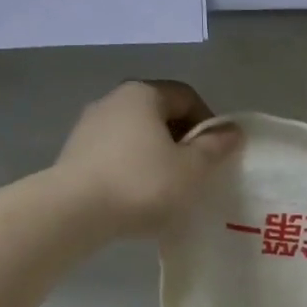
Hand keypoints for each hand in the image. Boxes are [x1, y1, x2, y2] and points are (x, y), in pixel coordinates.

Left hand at [52, 80, 241, 236]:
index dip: (209, 122)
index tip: (217, 153)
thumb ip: (214, 147)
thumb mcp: (191, 169)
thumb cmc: (142, 183)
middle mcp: (113, 100)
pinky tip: (139, 196)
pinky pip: (116, 155)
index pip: (187, 96)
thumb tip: (232, 131)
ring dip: (157, 156)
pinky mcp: (74, 154)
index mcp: (143, 94)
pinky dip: (133, 169)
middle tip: (197, 172)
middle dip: (182, 140)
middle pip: (160, 114)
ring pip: (137, 136)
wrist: (73, 212)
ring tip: (169, 188)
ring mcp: (89, 126)